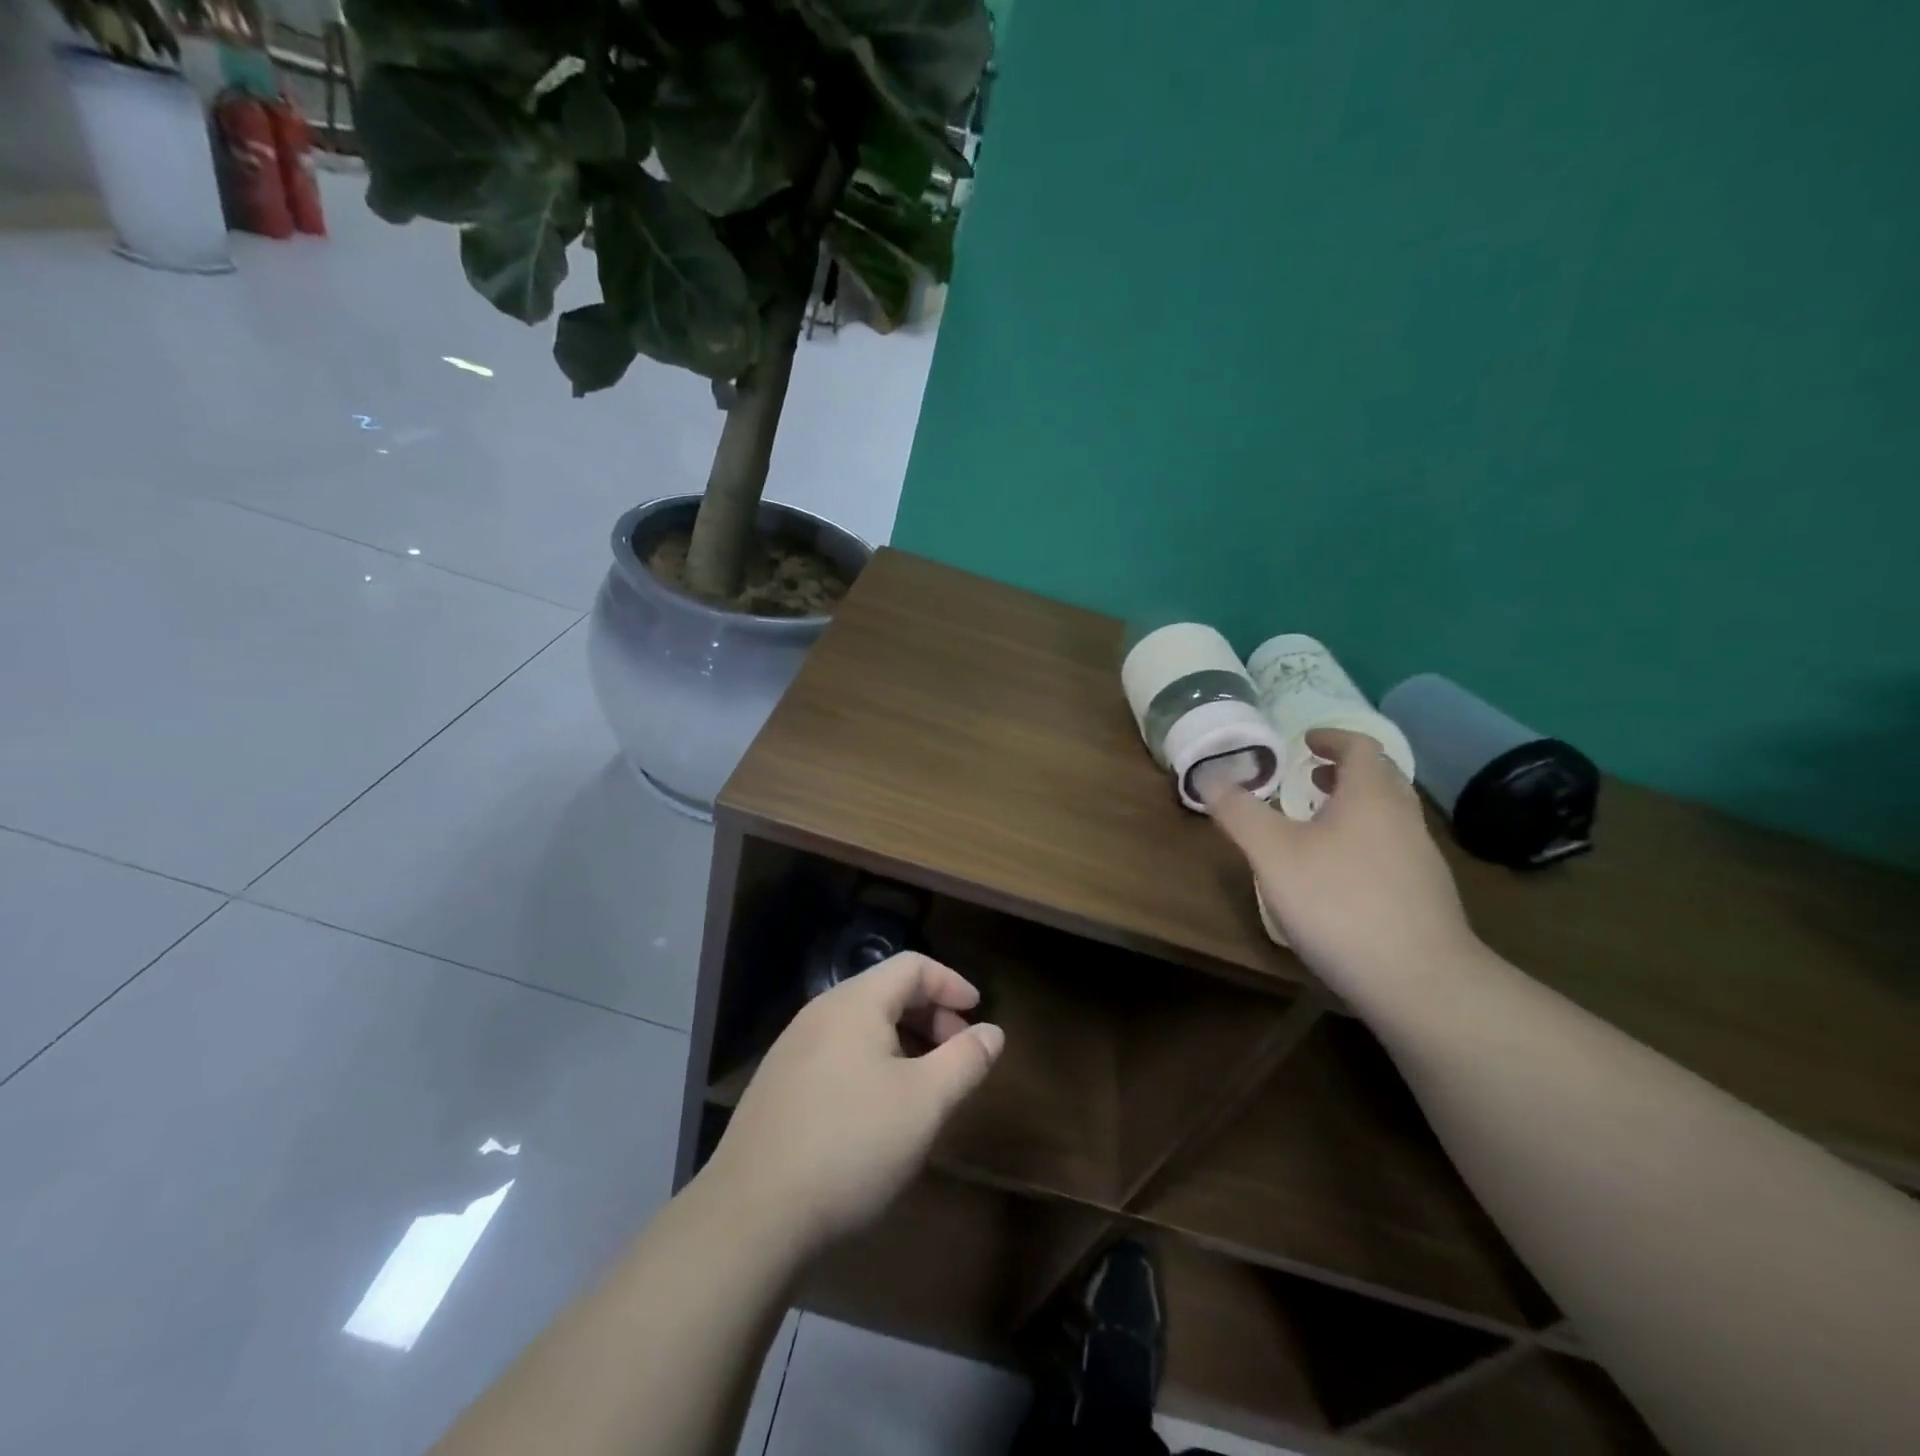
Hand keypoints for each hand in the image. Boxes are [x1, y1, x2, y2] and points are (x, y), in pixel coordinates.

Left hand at [704, 952, 1004, 1254]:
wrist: (752, 1216)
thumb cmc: (851, 1146)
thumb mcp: (925, 1103)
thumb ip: (965, 1060)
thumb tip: (992, 1032)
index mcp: (854, 1003)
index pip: (912, 966)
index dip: (951, 983)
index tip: (978, 1013)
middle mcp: (819, 1013)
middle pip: (885, 991)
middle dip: (930, 1014)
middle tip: (958, 1052)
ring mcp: (792, 1049)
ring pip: (861, 1025)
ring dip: (902, 1041)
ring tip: (924, 1083)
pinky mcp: (778, 1086)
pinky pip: (837, 1053)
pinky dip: (871, 1062)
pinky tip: (877, 1110)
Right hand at [1200, 728, 1479, 991]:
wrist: (1419, 981)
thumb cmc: (1339, 902)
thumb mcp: (1273, 853)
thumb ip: (1240, 812)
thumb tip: (1209, 775)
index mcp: (1371, 796)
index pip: (1361, 747)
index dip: (1332, 737)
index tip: (1305, 740)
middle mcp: (1404, 819)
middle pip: (1381, 779)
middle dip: (1344, 772)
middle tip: (1309, 777)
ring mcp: (1422, 860)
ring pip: (1389, 816)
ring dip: (1355, 807)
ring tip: (1319, 824)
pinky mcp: (1427, 896)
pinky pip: (1394, 849)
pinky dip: (1366, 841)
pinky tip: (1341, 876)